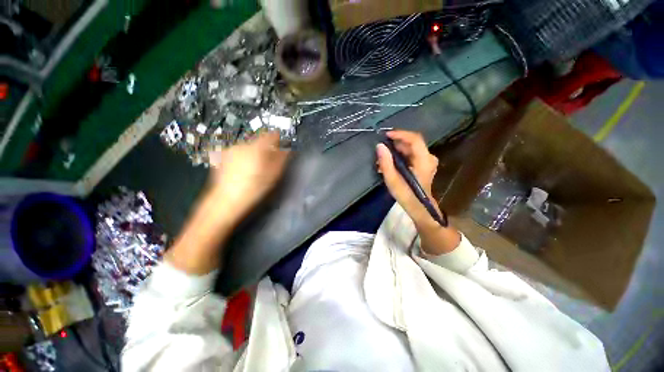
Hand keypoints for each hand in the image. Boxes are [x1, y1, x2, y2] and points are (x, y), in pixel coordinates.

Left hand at [208, 131, 289, 222]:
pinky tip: (242, 171)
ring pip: (248, 147)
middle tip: (268, 163)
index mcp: (258, 148)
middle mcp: (243, 144)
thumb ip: (282, 158)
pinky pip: (238, 153)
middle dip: (265, 149)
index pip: (271, 135)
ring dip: (254, 154)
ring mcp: (231, 150)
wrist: (227, 199)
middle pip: (259, 141)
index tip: (281, 146)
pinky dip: (243, 158)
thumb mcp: (273, 174)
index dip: (278, 139)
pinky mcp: (222, 156)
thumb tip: (287, 149)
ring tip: (254, 169)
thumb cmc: (254, 188)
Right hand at [376, 131, 438, 225]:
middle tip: (381, 151)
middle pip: (411, 143)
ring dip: (395, 151)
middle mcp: (428, 157)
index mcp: (424, 160)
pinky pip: (410, 154)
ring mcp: (427, 160)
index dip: (400, 134)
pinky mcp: (423, 164)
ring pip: (410, 149)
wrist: (419, 207)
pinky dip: (399, 156)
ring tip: (382, 160)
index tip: (386, 135)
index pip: (414, 139)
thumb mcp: (393, 180)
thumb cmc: (406, 195)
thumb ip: (386, 163)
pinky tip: (389, 164)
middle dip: (395, 145)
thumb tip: (379, 146)